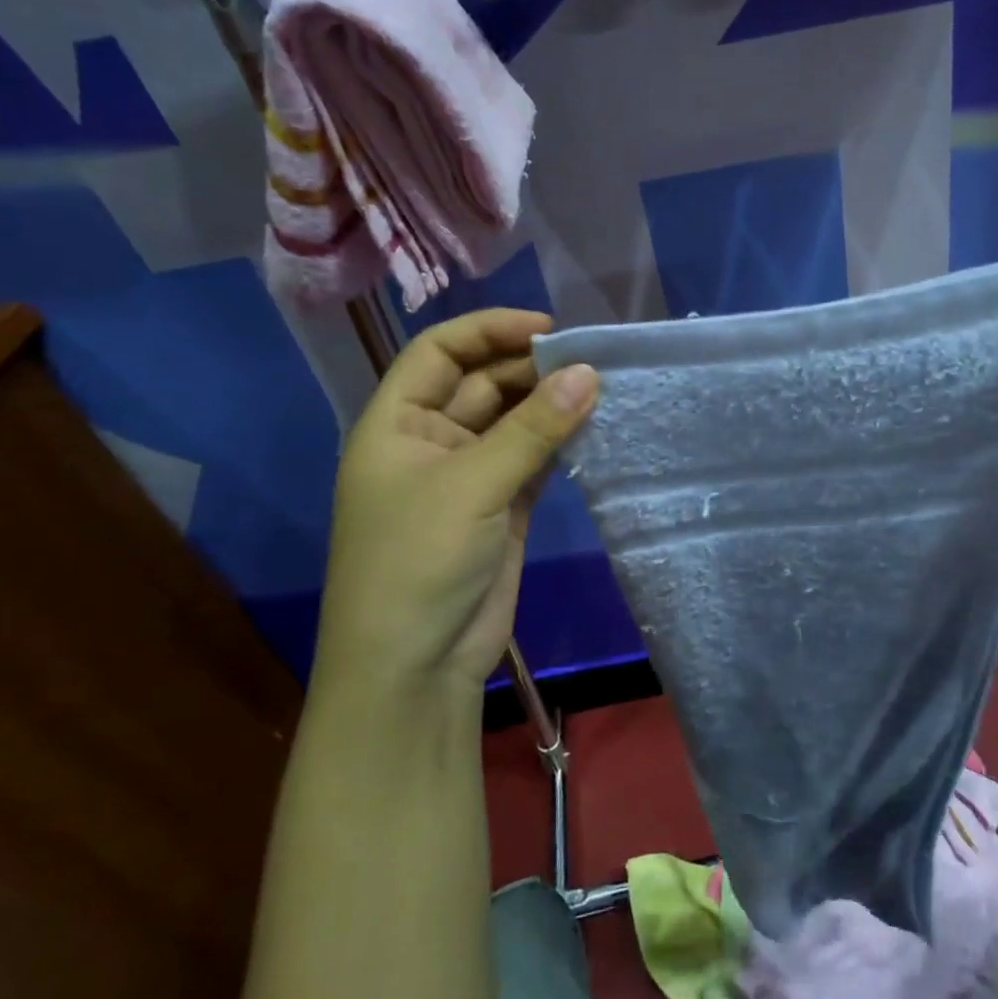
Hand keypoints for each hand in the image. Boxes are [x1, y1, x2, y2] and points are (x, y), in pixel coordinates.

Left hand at [315, 309, 597, 697]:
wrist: (414, 669)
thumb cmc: (418, 562)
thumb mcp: (472, 485)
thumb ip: (533, 428)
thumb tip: (589, 373)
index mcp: (396, 424)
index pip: (439, 352)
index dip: (489, 331)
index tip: (547, 329)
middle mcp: (431, 441)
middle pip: (482, 383)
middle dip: (530, 369)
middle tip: (589, 361)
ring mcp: (469, 476)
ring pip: (514, 422)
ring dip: (551, 405)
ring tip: (601, 387)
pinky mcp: (503, 507)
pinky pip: (534, 459)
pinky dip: (561, 442)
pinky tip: (595, 427)